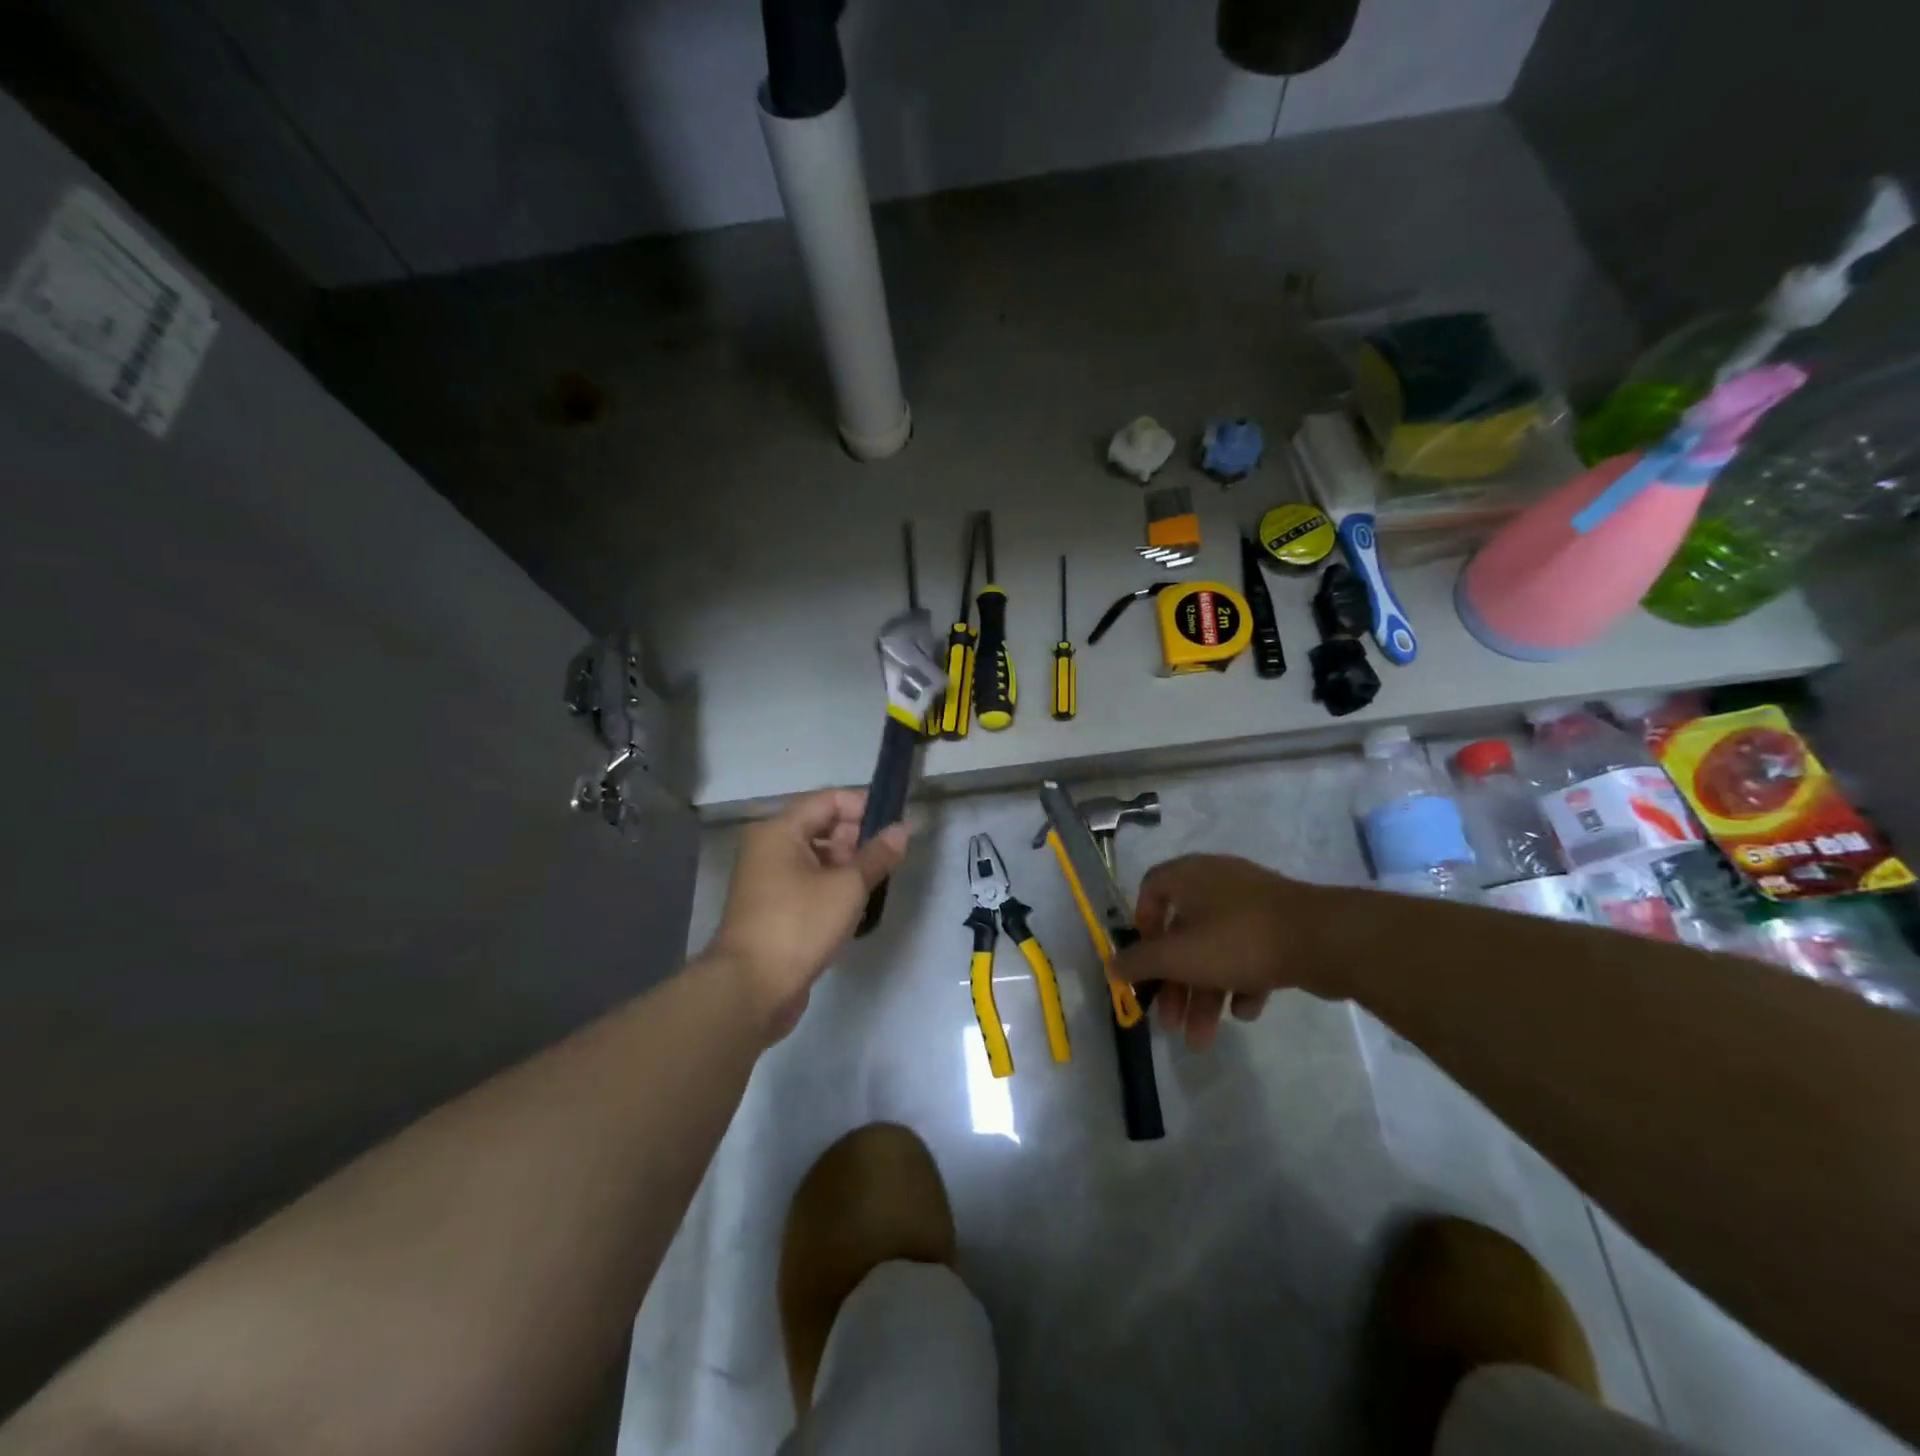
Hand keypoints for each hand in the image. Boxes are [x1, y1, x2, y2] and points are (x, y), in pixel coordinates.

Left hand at [707, 788, 909, 1039]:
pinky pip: (808, 883)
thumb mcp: (847, 887)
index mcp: (780, 830)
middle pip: (821, 826)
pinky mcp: (773, 908)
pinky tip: (855, 907)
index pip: (829, 800)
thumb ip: (877, 855)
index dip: (864, 806)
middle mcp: (769, 848)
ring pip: (816, 857)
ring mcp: (767, 879)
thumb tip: (901, 829)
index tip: (896, 825)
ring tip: (876, 884)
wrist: (751, 989)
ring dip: (847, 866)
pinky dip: (832, 887)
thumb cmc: (799, 925)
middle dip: (857, 838)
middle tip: (887, 859)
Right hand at [1113, 854, 1333, 1050]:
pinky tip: (1246, 1010)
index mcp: (1190, 876)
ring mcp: (1253, 904)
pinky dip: (1242, 982)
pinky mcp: (1282, 927)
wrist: (1325, 939)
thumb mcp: (1179, 956)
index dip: (1142, 924)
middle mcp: (1218, 883)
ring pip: (1216, 950)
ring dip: (1205, 994)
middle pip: (1183, 934)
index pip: (1151, 888)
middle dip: (1175, 984)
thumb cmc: (1239, 939)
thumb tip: (1111, 966)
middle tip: (1170, 1023)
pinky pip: (1249, 953)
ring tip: (1203, 1039)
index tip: (1145, 960)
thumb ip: (1140, 963)